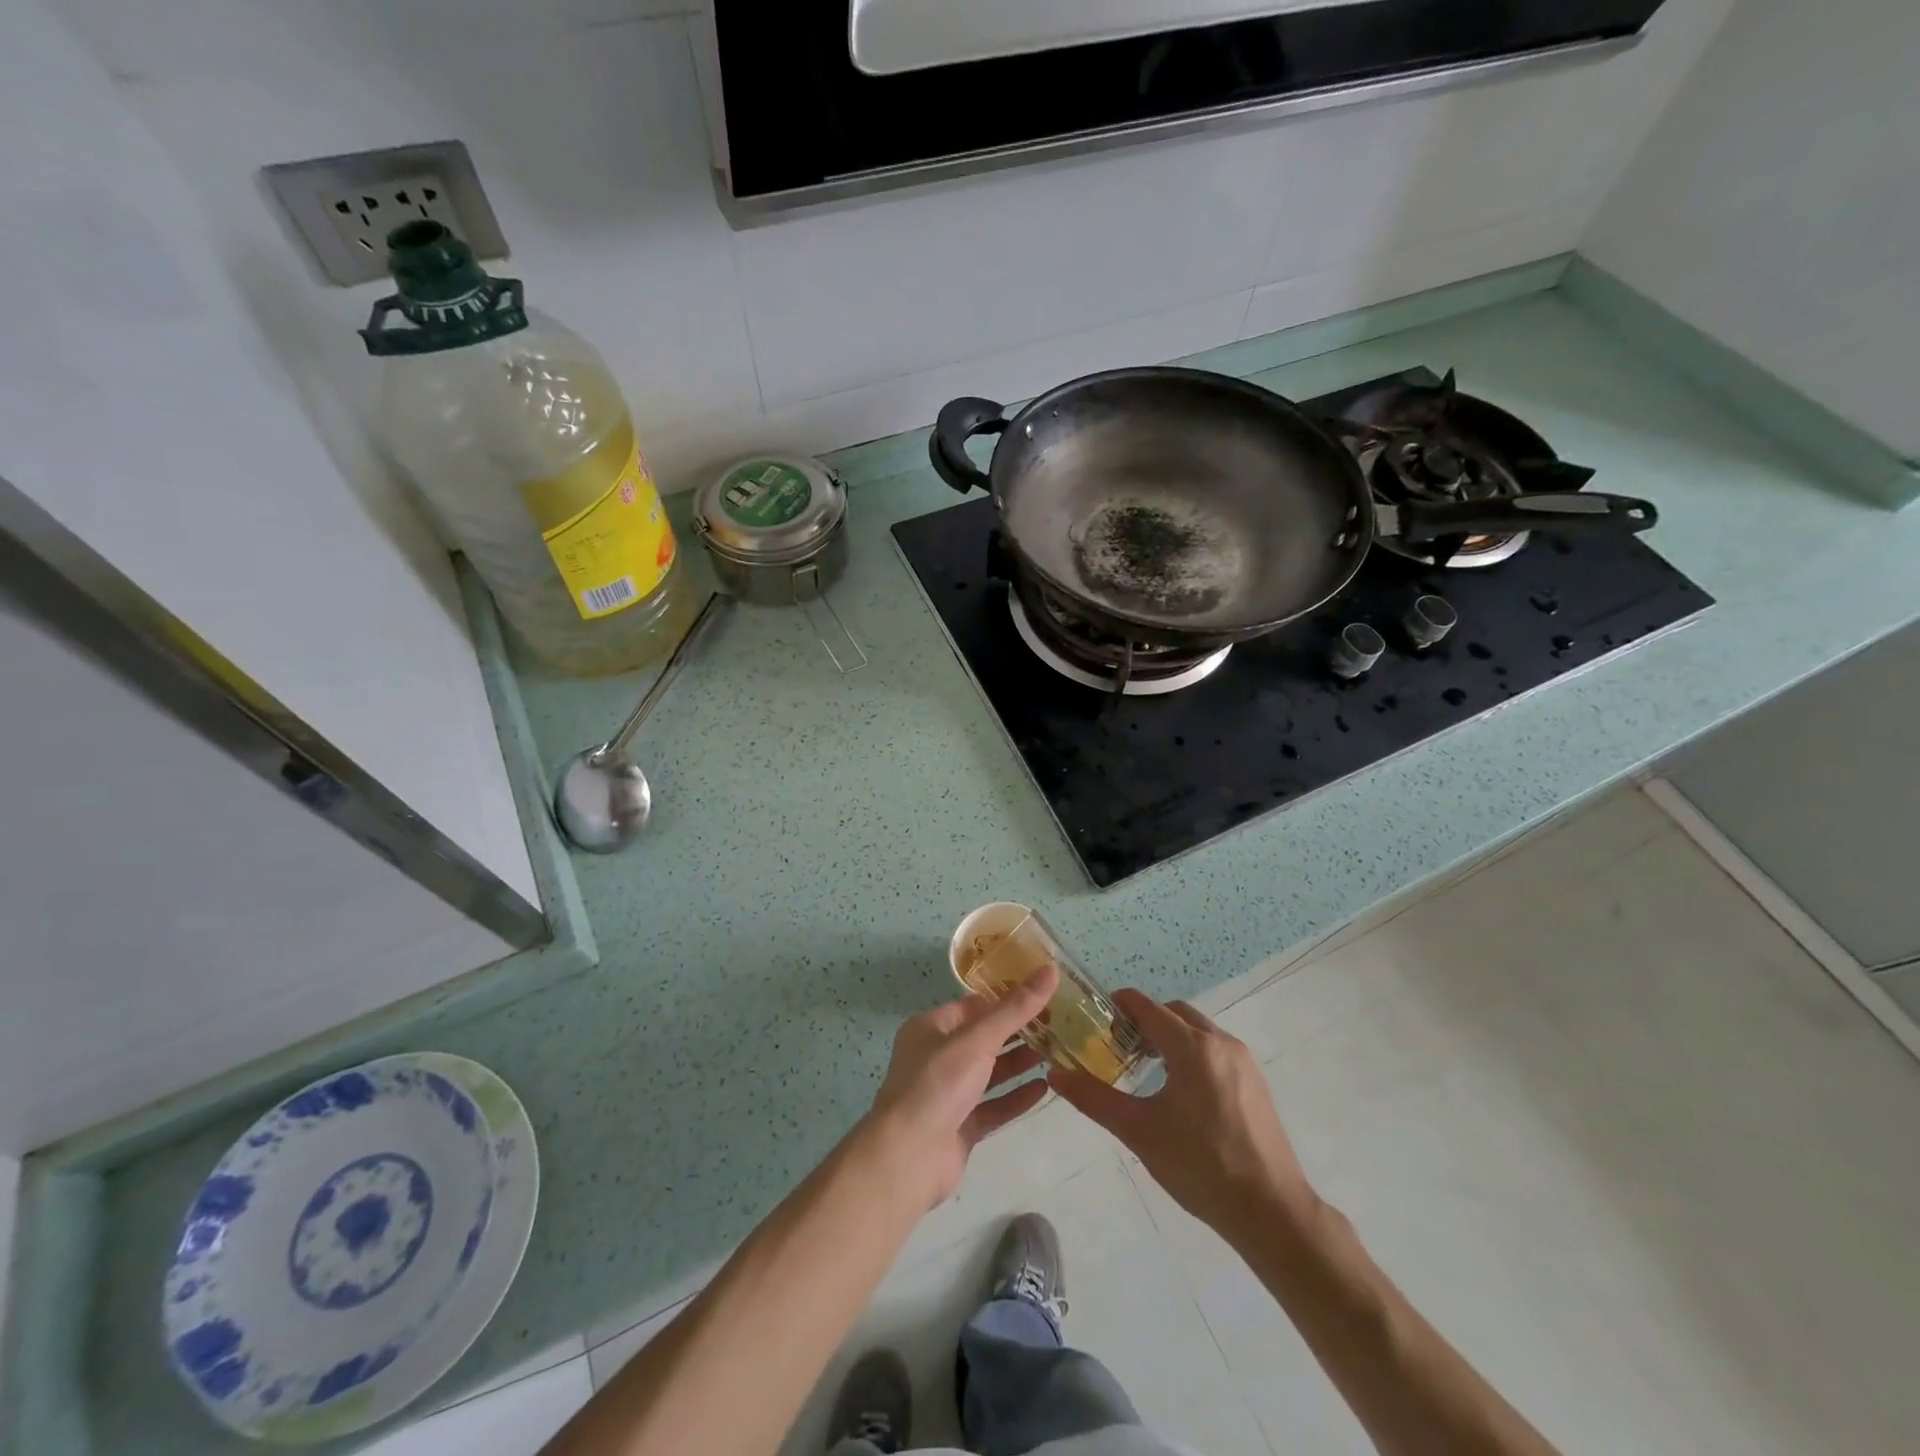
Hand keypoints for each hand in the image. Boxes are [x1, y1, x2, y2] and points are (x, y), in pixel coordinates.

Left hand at [864, 965, 1058, 1207]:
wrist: (909, 1158)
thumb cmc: (938, 1084)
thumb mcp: (977, 1039)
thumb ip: (1015, 1009)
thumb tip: (1050, 970)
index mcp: (931, 1028)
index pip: (974, 1005)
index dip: (1008, 998)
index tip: (1045, 993)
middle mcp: (937, 1057)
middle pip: (984, 1038)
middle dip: (1019, 1031)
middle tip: (1060, 1023)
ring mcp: (949, 1094)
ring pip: (990, 1072)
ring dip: (1020, 1063)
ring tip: (1058, 1052)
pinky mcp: (961, 1126)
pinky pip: (994, 1106)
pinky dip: (1016, 1097)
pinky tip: (1045, 1088)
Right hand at [1049, 990, 1315, 1237]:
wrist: (1271, 1211)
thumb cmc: (1200, 1166)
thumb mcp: (1139, 1132)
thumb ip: (1094, 1098)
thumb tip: (1055, 1075)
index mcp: (1193, 1047)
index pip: (1148, 1007)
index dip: (1120, 1005)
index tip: (1096, 1016)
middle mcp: (1221, 1043)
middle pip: (1174, 1013)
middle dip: (1145, 1020)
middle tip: (1118, 1044)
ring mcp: (1243, 1062)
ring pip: (1198, 1030)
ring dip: (1170, 1036)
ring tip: (1145, 1067)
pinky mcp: (1256, 1083)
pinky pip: (1216, 1050)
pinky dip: (1192, 1053)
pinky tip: (1180, 1090)